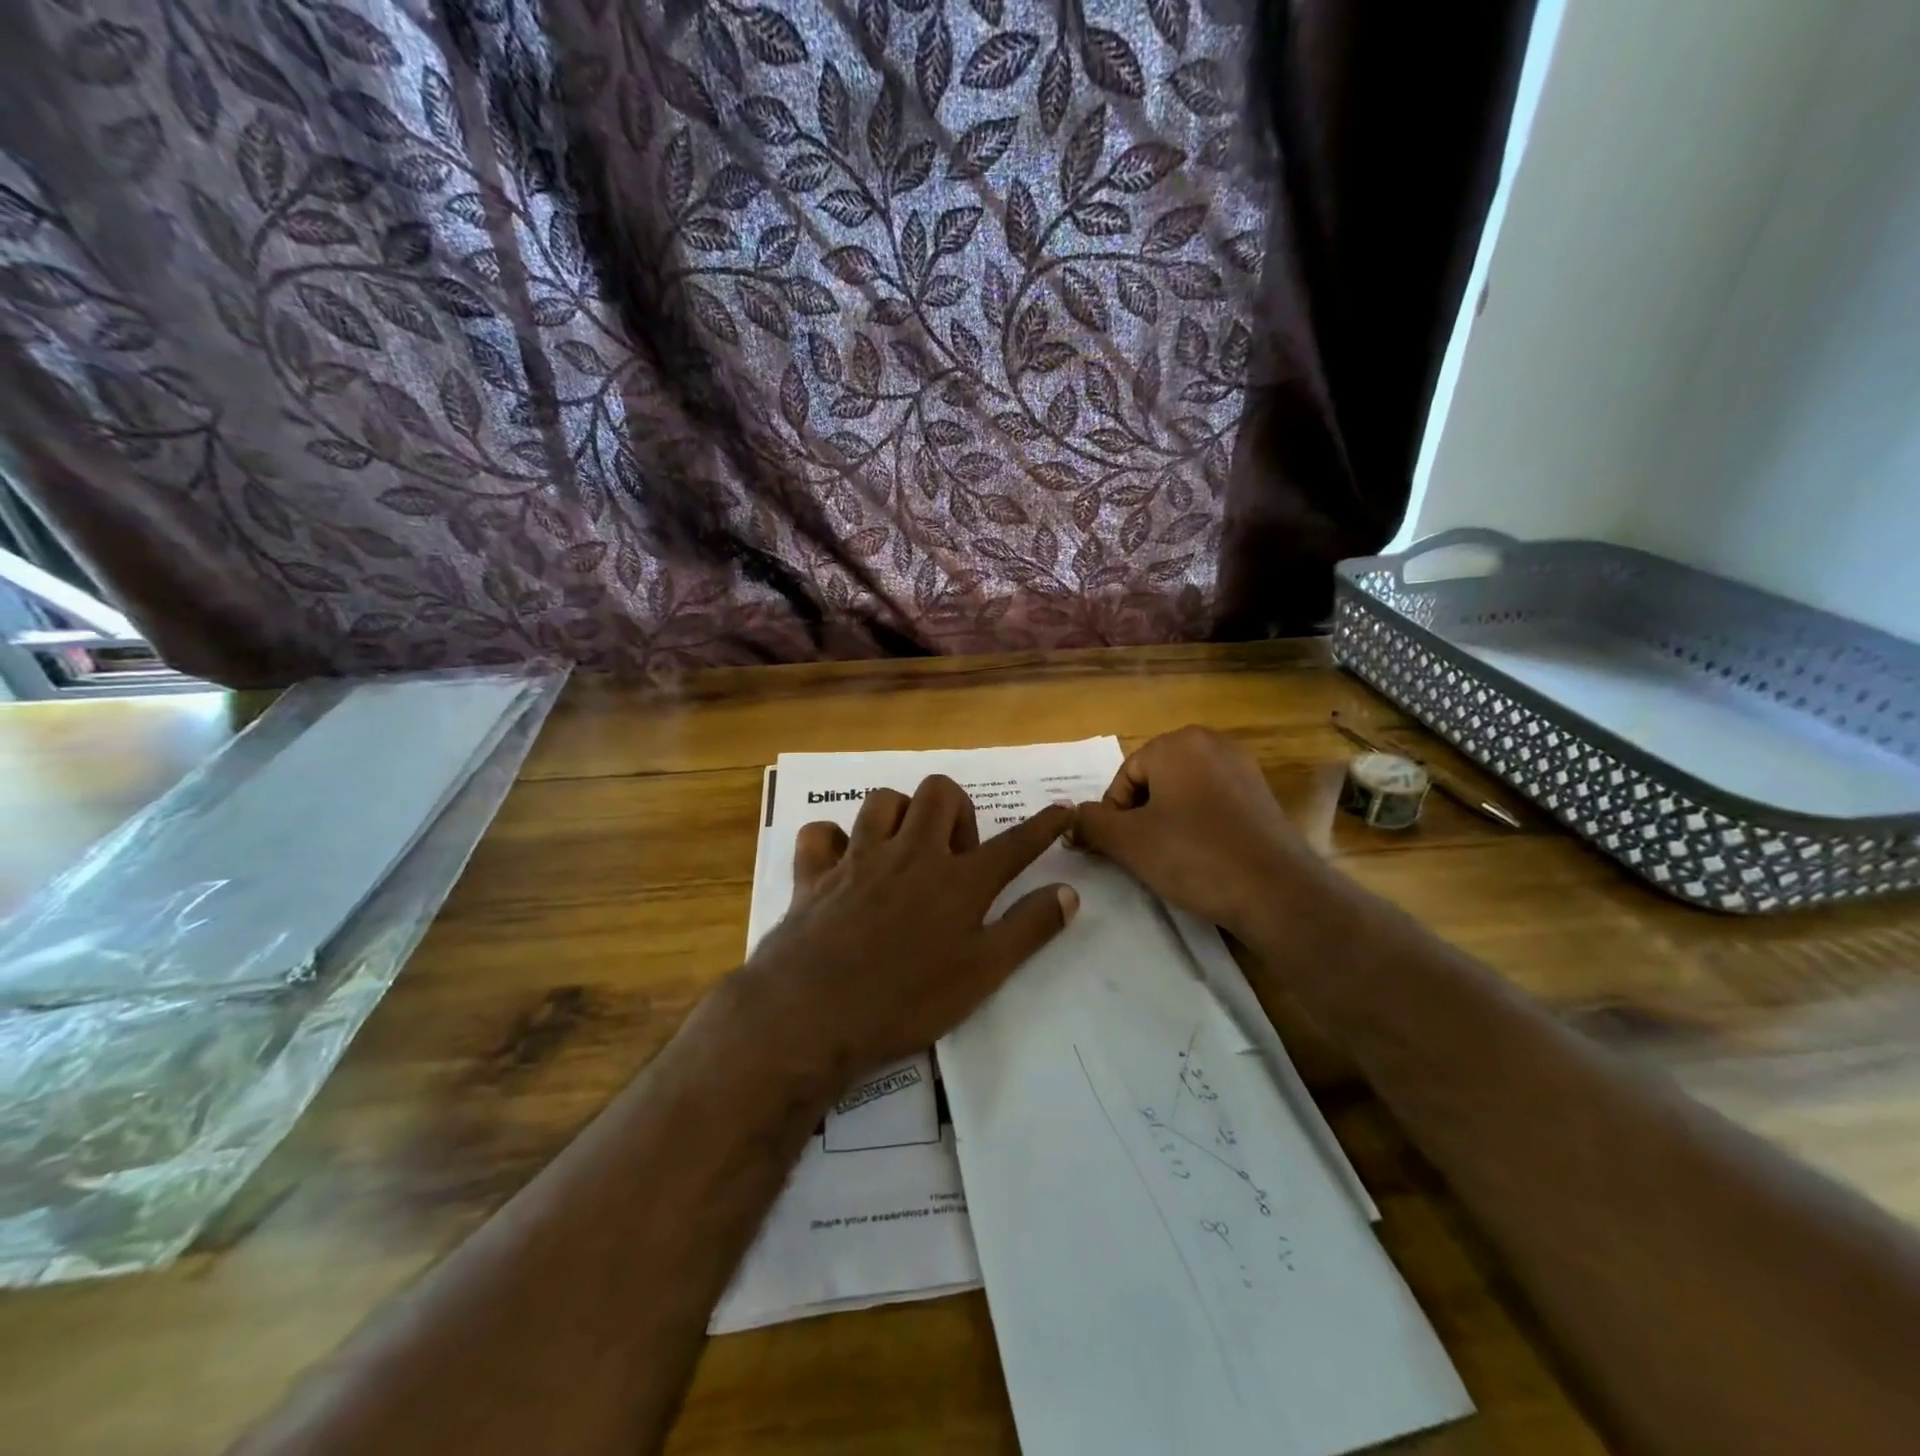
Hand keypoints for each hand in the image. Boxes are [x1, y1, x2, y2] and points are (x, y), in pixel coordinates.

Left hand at [734, 775, 1076, 1093]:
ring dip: (899, 814)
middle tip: (956, 853)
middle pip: (940, 793)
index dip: (1043, 825)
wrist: (812, 1014)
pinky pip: (821, 833)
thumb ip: (1027, 929)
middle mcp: (911, 854)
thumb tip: (1068, 893)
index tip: (1063, 808)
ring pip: (882, 800)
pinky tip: (842, 862)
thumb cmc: (906, 1001)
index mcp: (957, 881)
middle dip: (957, 808)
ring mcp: (858, 858)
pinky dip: (832, 840)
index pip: (1013, 844)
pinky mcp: (815, 873)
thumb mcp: (981, 974)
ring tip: (904, 848)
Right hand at [1071, 726, 1328, 939]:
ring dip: (1168, 822)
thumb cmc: (1194, 855)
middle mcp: (1211, 743)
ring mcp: (1241, 767)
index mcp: (1177, 743)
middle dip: (1141, 816)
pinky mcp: (1261, 794)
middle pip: (1153, 780)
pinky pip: (1212, 803)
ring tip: (1173, 859)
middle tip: (1144, 854)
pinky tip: (1203, 857)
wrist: (1277, 891)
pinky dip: (1199, 826)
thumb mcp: (1128, 841)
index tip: (1120, 849)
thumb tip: (1071, 819)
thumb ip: (1090, 823)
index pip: (1124, 777)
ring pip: (1182, 793)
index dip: (1114, 816)